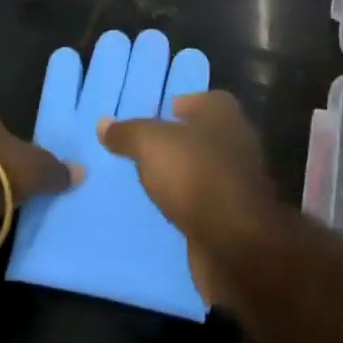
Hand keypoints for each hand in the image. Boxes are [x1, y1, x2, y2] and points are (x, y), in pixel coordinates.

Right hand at [97, 90, 277, 309]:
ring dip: (183, 176)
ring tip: (150, 181)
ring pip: (204, 170)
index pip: (201, 99)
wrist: (236, 243)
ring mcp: (239, 180)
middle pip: (202, 134)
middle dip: (177, 142)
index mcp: (223, 113)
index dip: (179, 105)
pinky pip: (206, 203)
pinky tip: (167, 211)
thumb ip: (127, 133)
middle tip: (144, 150)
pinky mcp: (236, 216)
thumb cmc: (196, 175)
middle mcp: (237, 140)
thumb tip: (103, 124)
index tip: (154, 118)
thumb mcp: (150, 145)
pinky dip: (190, 205)